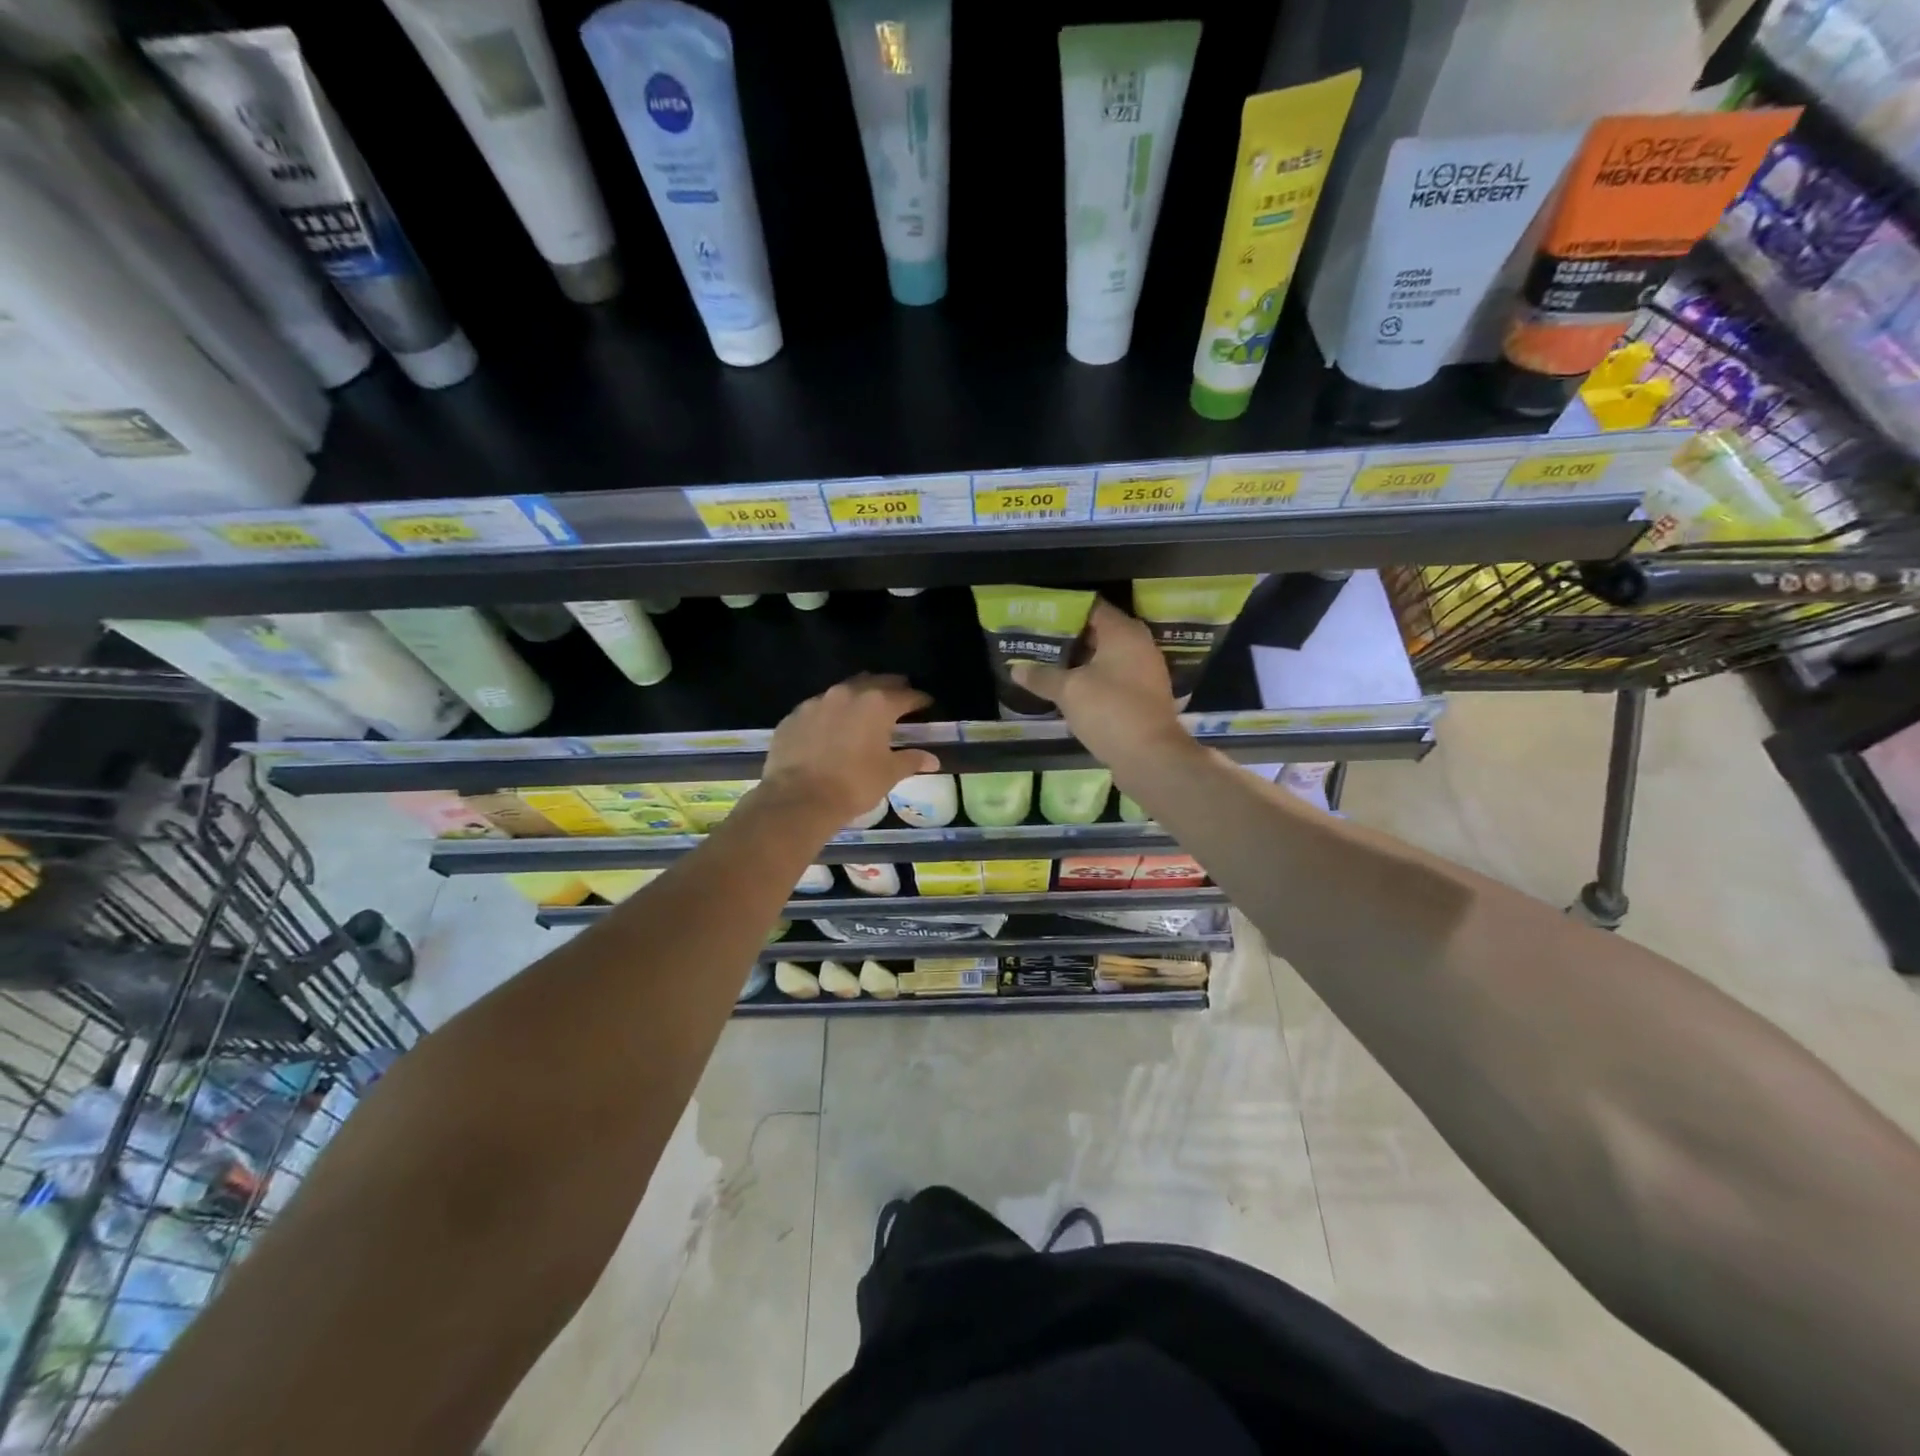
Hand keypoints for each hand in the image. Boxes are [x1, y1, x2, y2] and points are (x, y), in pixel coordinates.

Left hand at [761, 674, 938, 825]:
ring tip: (864, 711)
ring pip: (844, 691)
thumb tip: (932, 759)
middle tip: (899, 698)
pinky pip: (818, 708)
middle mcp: (847, 694)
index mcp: (877, 704)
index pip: (906, 695)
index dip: (919, 699)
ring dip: (857, 697)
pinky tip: (830, 729)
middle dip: (890, 688)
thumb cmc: (853, 784)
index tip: (926, 704)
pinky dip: (830, 714)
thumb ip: (911, 760)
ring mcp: (816, 702)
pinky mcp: (793, 716)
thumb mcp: (889, 774)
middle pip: (875, 682)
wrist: (798, 799)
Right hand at [1010, 600, 1186, 766]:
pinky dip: (1092, 681)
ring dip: (1078, 662)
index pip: (1091, 607)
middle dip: (1067, 638)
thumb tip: (1016, 669)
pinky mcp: (1142, 697)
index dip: (1064, 610)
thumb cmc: (1110, 711)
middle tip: (1037, 642)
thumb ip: (1042, 677)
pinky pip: (1112, 679)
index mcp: (1124, 633)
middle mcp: (1138, 646)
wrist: (1150, 757)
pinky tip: (1068, 691)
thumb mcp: (1069, 691)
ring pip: (1105, 658)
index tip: (1038, 617)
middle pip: (1098, 632)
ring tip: (1046, 665)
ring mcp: (1144, 672)